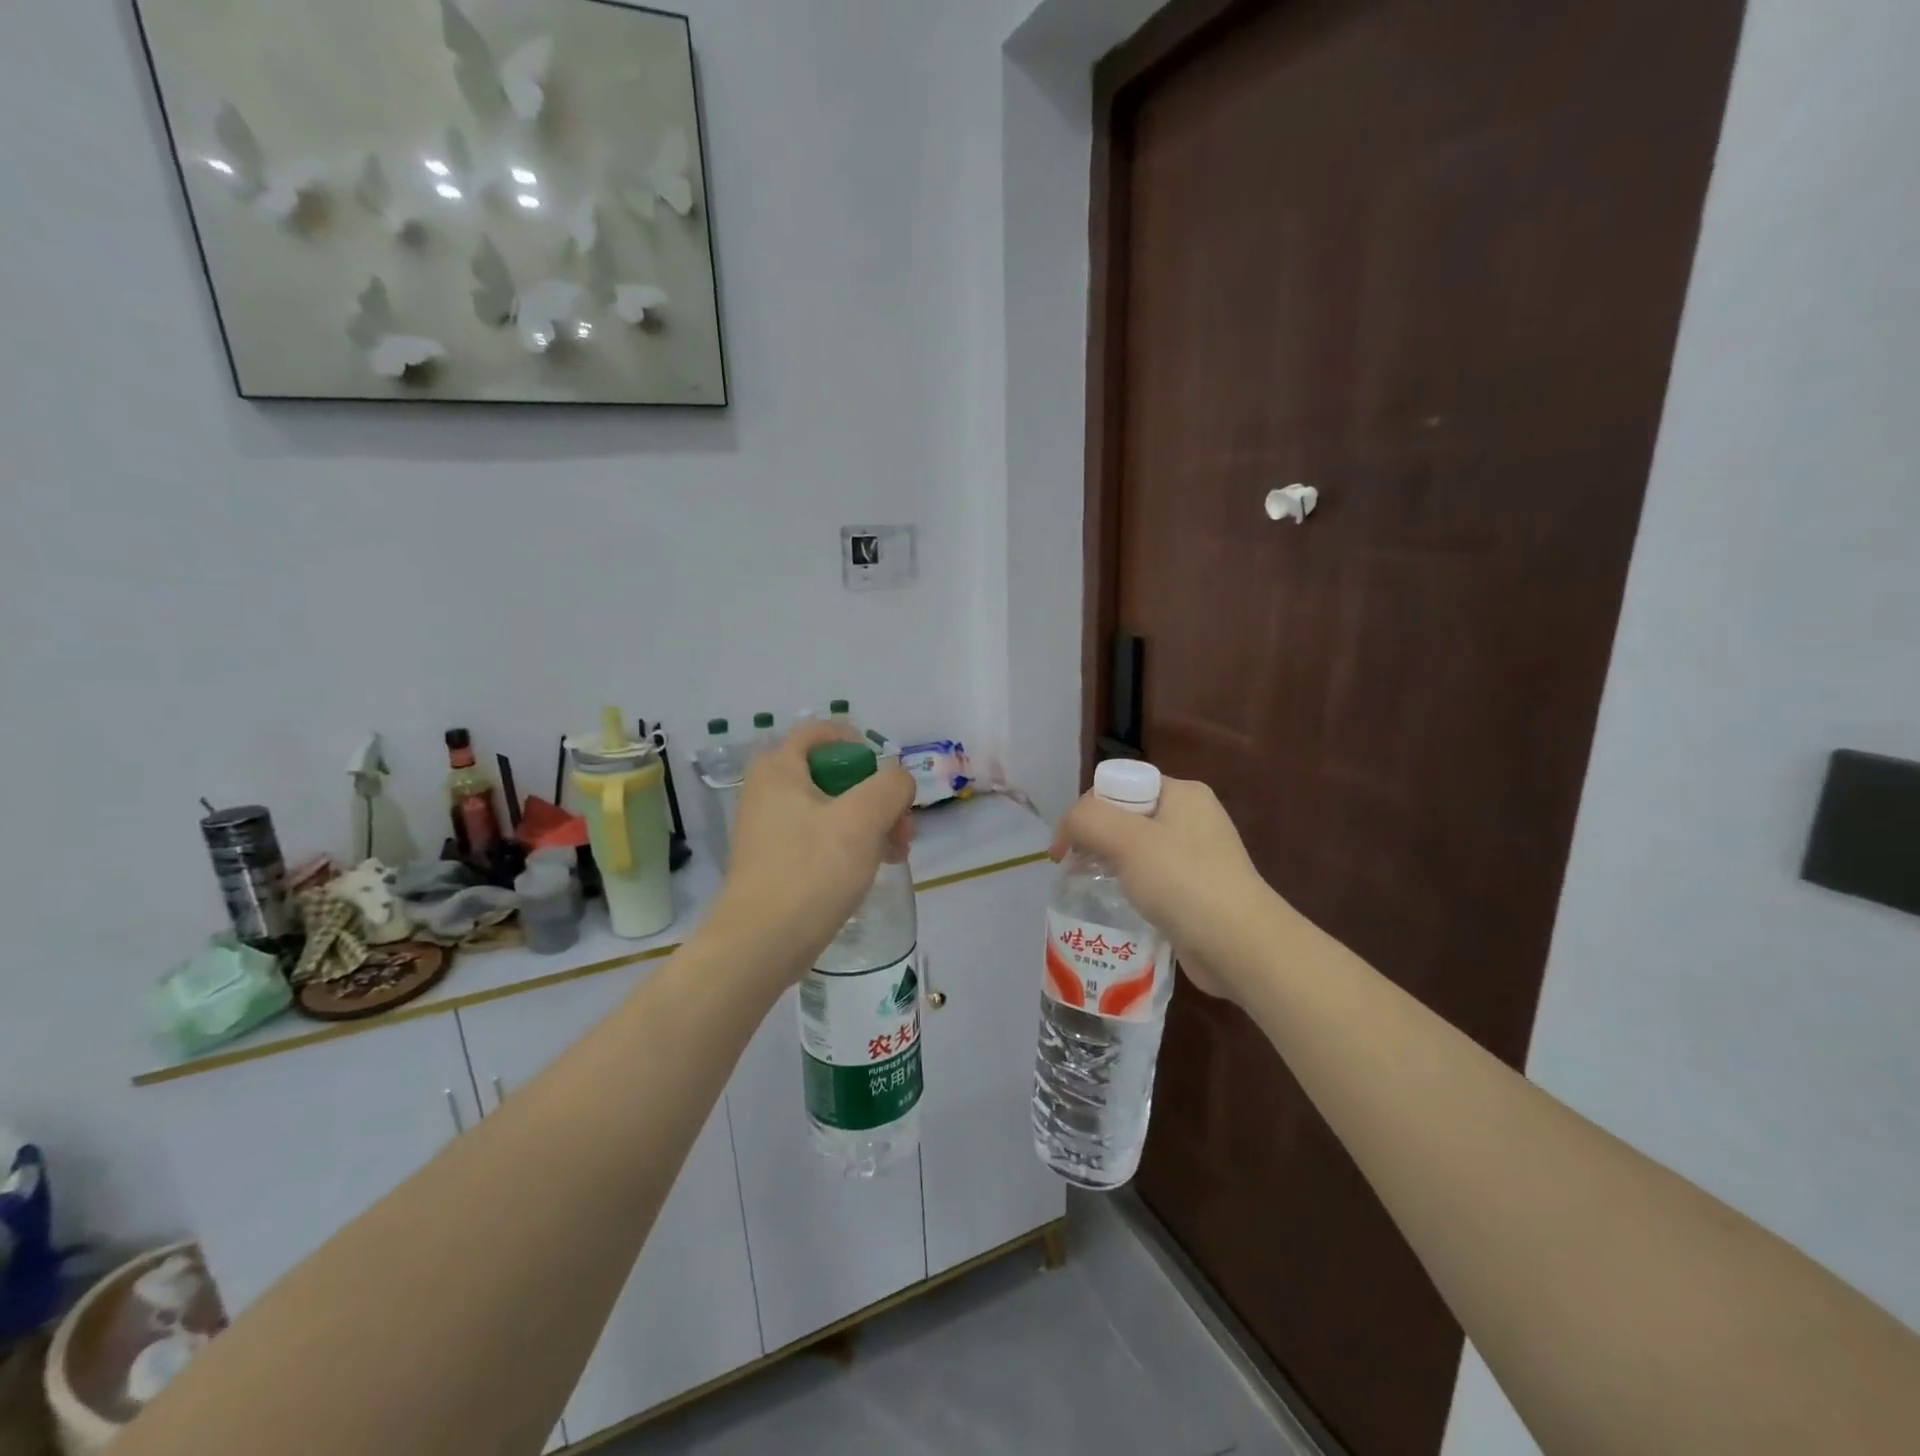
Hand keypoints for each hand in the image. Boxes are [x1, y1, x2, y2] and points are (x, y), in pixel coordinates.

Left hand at [708, 722, 915, 985]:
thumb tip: (898, 781)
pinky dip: (850, 846)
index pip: (822, 731)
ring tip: (895, 855)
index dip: (861, 746)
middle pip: (835, 772)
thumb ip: (891, 785)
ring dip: (871, 824)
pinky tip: (871, 870)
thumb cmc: (811, 871)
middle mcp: (769, 790)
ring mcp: (771, 827)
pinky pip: (821, 838)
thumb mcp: (863, 819)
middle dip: (877, 795)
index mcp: (779, 768)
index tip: (887, 780)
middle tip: (901, 829)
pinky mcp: (777, 860)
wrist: (761, 945)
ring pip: (834, 808)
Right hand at [1050, 776, 1286, 1003]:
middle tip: (1075, 868)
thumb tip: (1069, 830)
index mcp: (1182, 793)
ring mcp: (1197, 856)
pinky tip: (1121, 907)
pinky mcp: (1196, 890)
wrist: (1241, 947)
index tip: (1067, 846)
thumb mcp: (1126, 840)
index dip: (1087, 810)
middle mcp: (1191, 817)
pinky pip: (1151, 878)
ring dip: (1109, 865)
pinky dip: (1131, 889)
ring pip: (1135, 849)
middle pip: (1125, 816)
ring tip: (1092, 888)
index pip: (1119, 785)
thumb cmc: (1184, 883)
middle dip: (1095, 839)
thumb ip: (1087, 820)